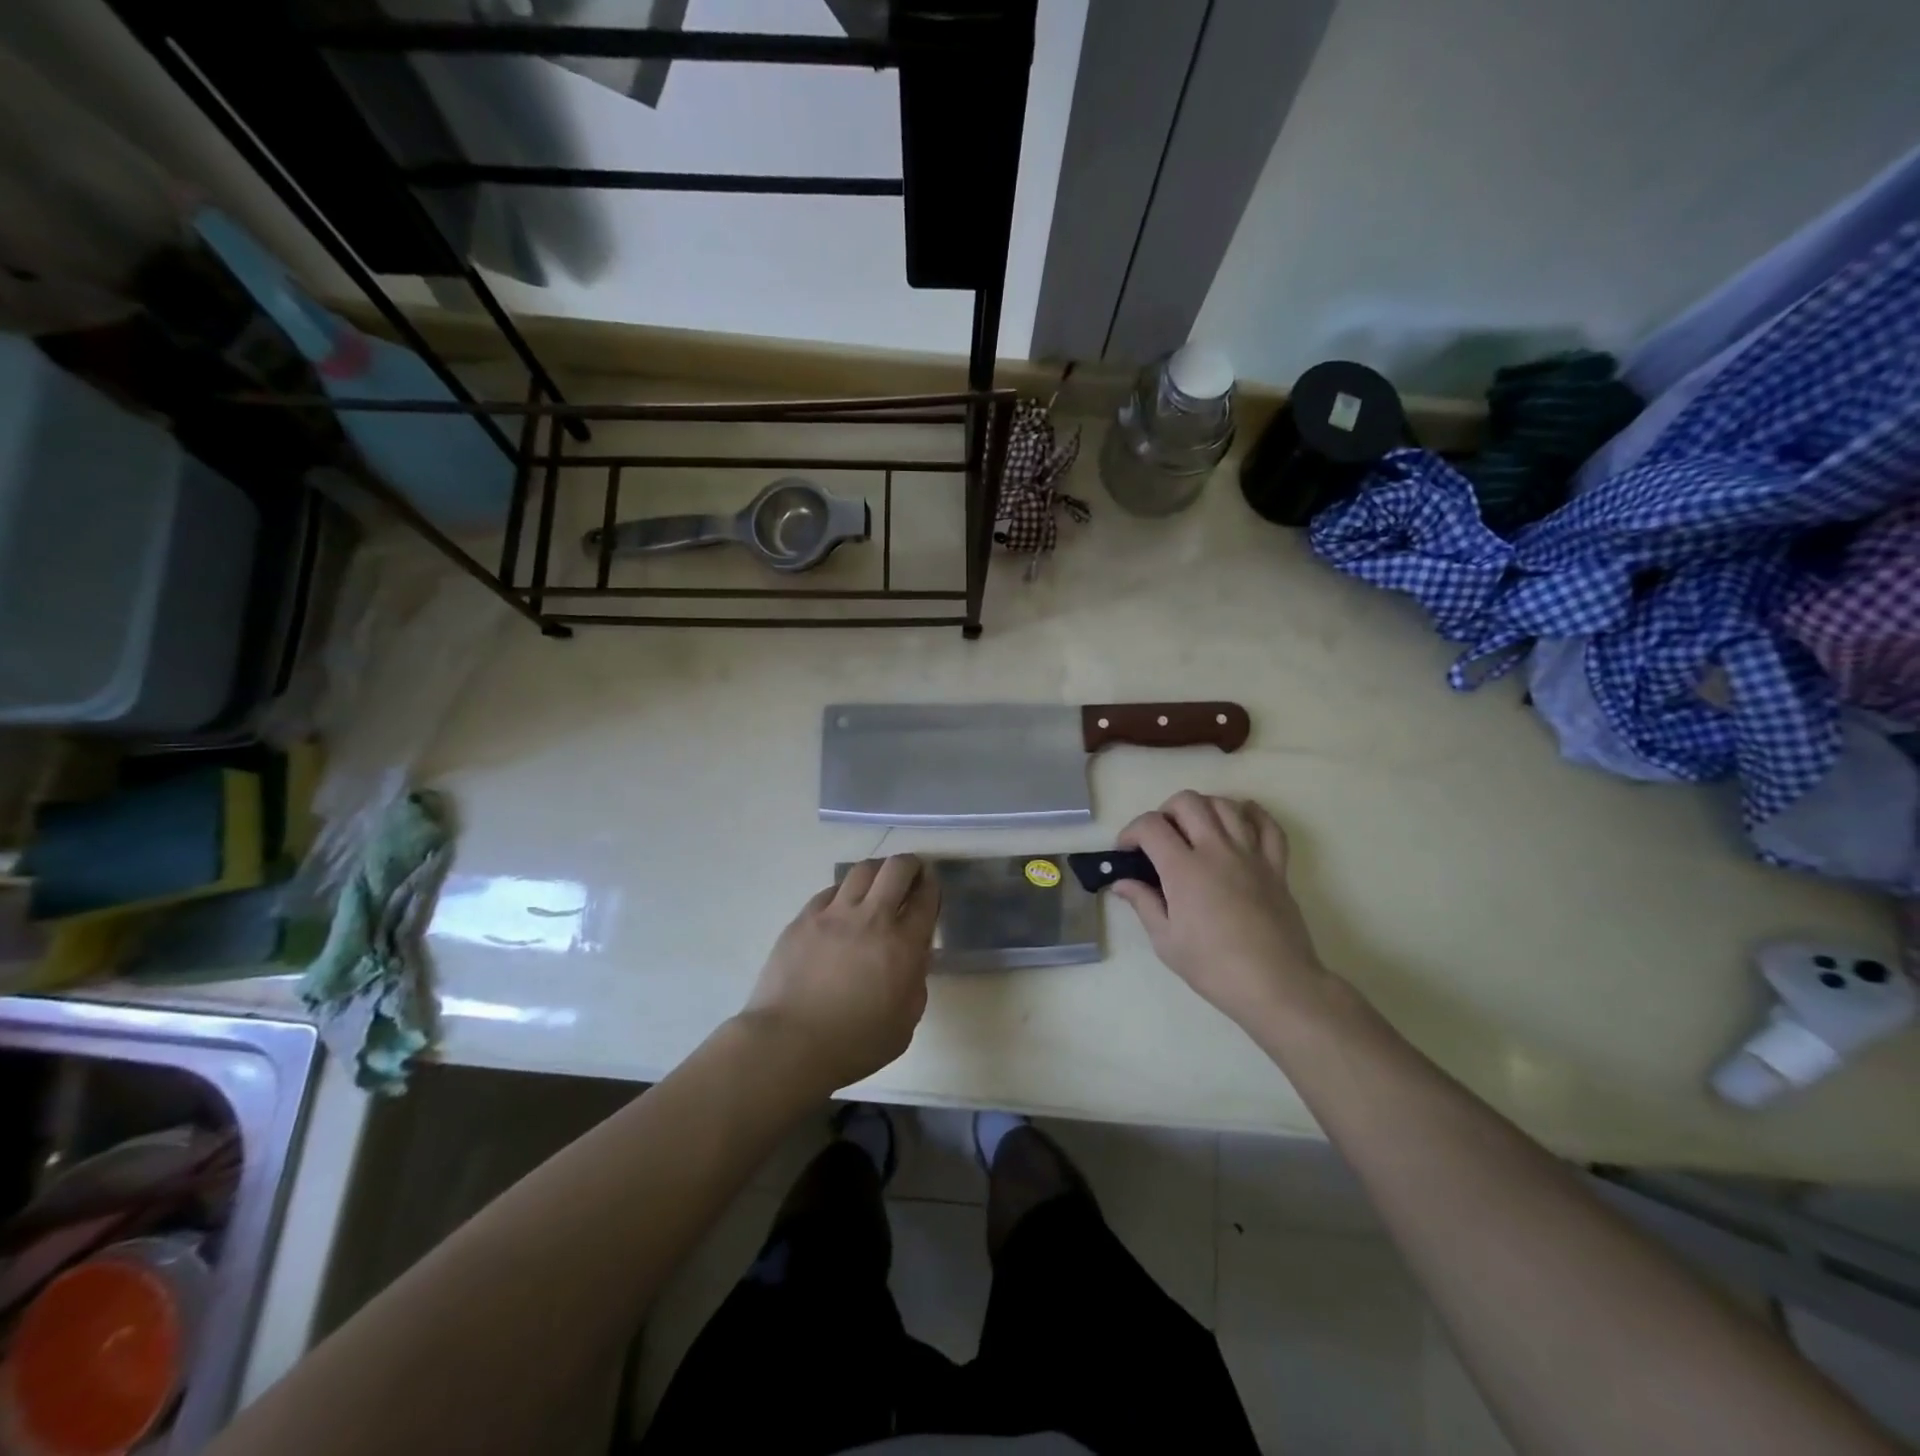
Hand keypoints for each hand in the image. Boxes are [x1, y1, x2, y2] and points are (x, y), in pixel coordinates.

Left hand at [740, 855, 939, 1091]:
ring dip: (877, 871)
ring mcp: (834, 914)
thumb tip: (913, 956)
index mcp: (903, 945)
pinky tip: (843, 905)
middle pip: (896, 869)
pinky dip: (844, 891)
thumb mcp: (905, 1022)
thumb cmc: (855, 1044)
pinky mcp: (804, 918)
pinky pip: (830, 891)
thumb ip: (915, 981)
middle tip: (911, 873)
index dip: (932, 886)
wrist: (789, 1044)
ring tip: (878, 882)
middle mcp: (872, 918)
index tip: (931, 885)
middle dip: (910, 864)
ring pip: (862, 870)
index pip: (926, 898)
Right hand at [1114, 792, 1331, 1032]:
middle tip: (1160, 838)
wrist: (1276, 985)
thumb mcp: (1166, 941)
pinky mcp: (1276, 866)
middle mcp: (1216, 850)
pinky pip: (1268, 825)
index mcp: (1184, 869)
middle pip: (1188, 802)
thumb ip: (1143, 903)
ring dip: (1203, 808)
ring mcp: (1250, 854)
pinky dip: (1252, 815)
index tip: (1126, 851)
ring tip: (1195, 830)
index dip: (1131, 831)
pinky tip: (1239, 822)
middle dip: (1165, 812)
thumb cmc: (1214, 967)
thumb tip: (1122, 882)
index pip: (1150, 826)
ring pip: (1225, 805)